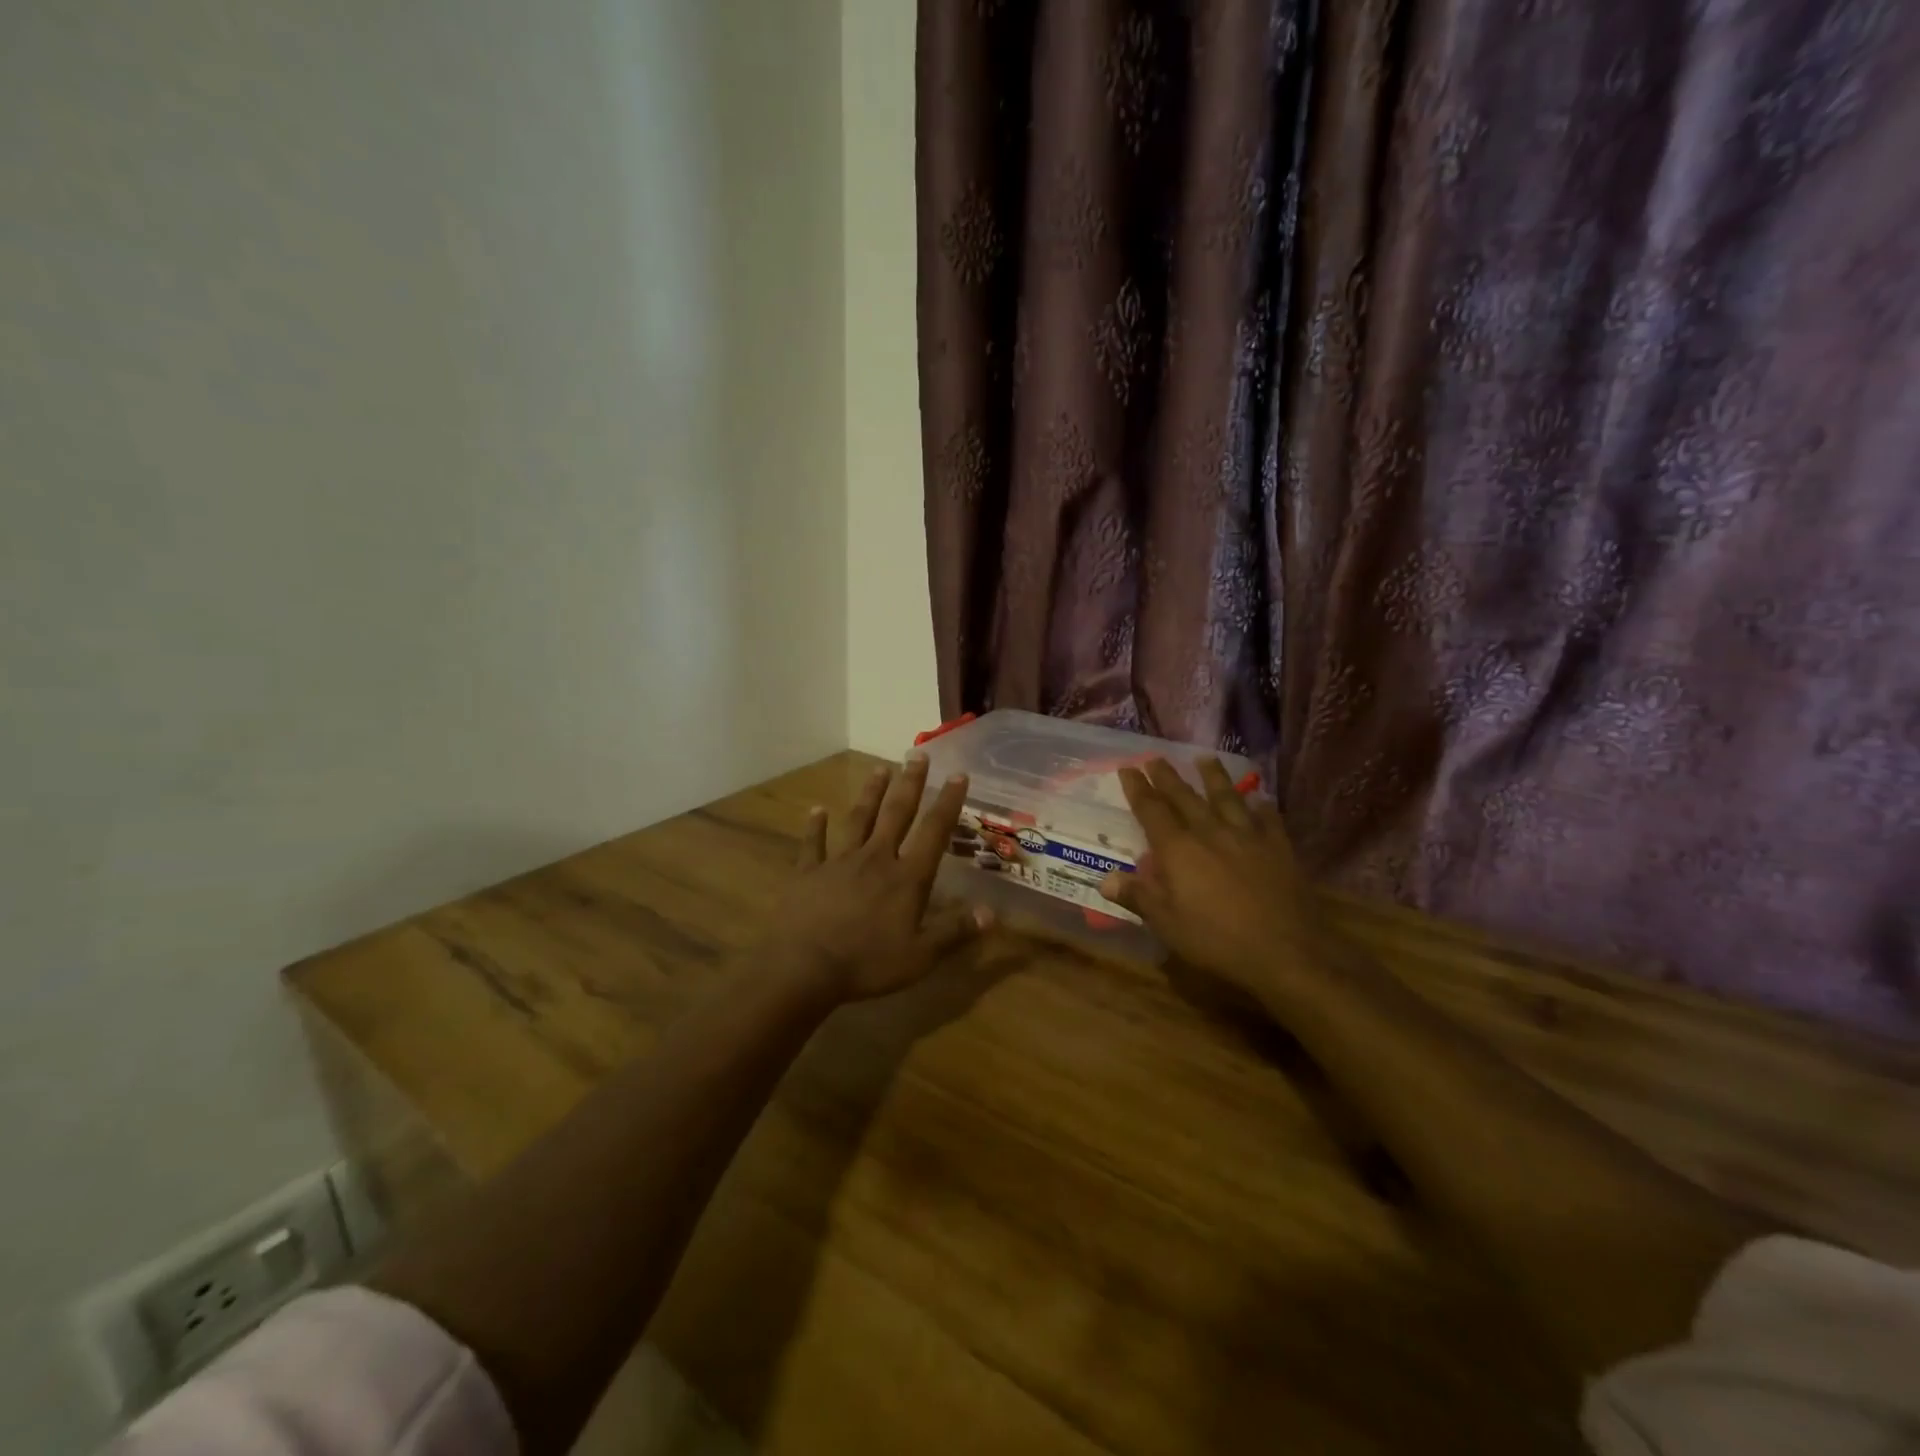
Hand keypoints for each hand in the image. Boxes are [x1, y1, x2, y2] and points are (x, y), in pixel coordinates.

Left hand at [770, 755, 991, 1002]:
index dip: (948, 803)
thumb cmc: (867, 963)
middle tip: (917, 755)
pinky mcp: (809, 872)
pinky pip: (813, 844)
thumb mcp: (920, 956)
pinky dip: (815, 826)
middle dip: (910, 784)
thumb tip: (992, 913)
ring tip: (880, 768)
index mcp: (906, 877)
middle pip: (896, 813)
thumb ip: (955, 932)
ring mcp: (839, 862)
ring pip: (859, 819)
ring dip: (871, 793)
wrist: (804, 967)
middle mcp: (876, 859)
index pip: (933, 832)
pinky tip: (816, 810)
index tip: (958, 774)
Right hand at [1097, 757, 1324, 1000]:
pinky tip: (1260, 799)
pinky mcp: (1279, 848)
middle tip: (1155, 757)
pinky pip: (1268, 818)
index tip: (1127, 768)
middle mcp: (1210, 832)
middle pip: (1184, 797)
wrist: (1285, 951)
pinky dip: (1261, 806)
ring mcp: (1248, 836)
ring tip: (1205, 758)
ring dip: (1213, 776)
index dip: (1138, 788)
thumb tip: (1105, 879)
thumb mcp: (1167, 924)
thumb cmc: (1216, 940)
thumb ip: (1138, 896)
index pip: (1151, 810)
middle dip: (1167, 776)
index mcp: (1178, 849)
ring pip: (1227, 797)